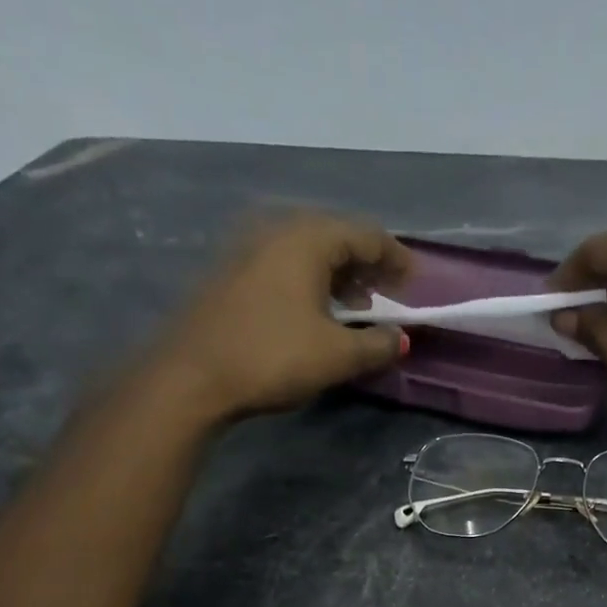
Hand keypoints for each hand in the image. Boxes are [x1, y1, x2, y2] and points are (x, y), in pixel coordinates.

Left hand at [155, 213, 413, 421]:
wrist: (192, 375)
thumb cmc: (273, 357)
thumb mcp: (338, 356)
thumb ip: (378, 344)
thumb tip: (401, 339)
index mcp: (308, 239)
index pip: (366, 235)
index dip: (396, 259)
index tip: (415, 283)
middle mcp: (277, 230)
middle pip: (335, 237)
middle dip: (366, 266)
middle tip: (387, 296)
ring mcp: (248, 249)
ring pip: (307, 252)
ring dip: (338, 277)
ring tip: (355, 310)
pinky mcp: (231, 273)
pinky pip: (284, 266)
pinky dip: (310, 283)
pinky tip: (315, 314)